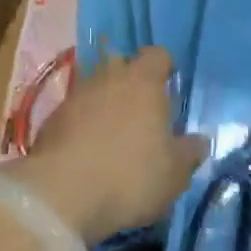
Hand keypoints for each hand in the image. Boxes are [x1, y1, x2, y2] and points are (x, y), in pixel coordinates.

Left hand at [7, 47, 207, 241]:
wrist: (60, 195)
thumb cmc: (130, 175)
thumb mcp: (174, 174)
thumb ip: (189, 153)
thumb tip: (200, 141)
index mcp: (144, 81)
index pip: (158, 55)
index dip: (165, 68)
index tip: (170, 88)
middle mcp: (109, 77)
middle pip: (123, 66)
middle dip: (132, 83)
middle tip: (142, 113)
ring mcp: (76, 96)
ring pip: (96, 90)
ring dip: (105, 106)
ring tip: (114, 136)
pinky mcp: (50, 120)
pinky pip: (74, 114)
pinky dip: (82, 126)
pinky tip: (87, 153)